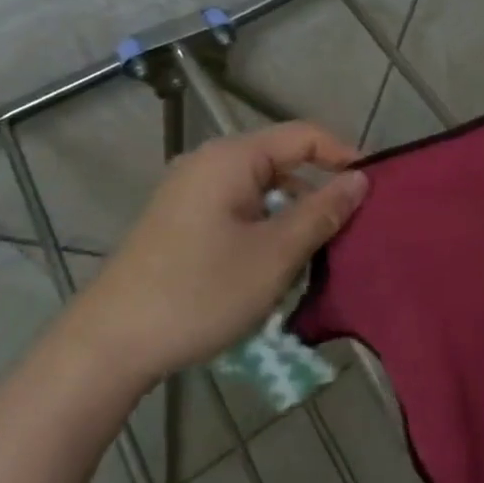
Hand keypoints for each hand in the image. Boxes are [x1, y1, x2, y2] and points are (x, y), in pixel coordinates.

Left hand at [68, 122, 367, 390]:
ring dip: (293, 215)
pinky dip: (266, 228)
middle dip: (320, 190)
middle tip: (352, 228)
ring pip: (261, 190)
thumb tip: (360, 179)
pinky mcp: (180, 222)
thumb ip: (322, 211)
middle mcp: (208, 164)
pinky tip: (276, 264)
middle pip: (282, 161)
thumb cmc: (200, 292)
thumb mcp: (275, 254)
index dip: (345, 155)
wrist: (108, 347)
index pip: (304, 135)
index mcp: (231, 159)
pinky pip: (239, 210)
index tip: (375, 189)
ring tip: (319, 252)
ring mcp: (189, 193)